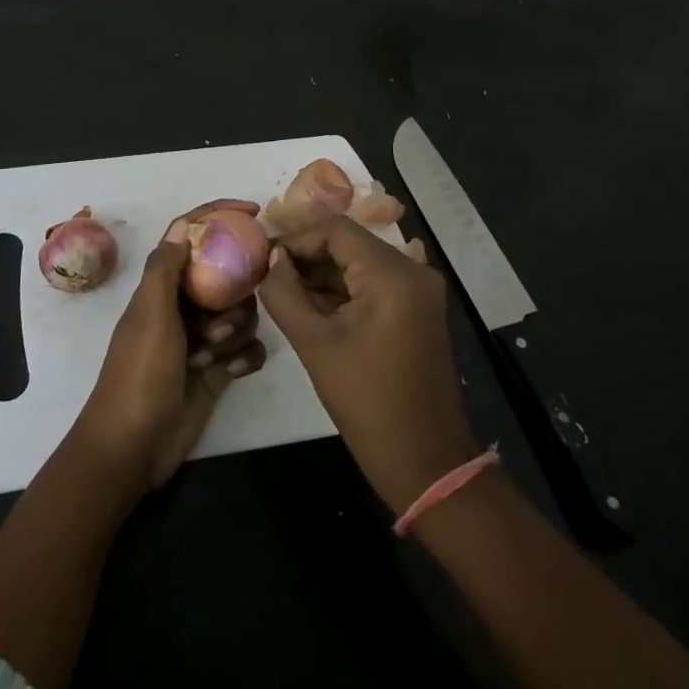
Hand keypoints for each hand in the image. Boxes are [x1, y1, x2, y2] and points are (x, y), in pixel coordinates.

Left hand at [75, 199, 268, 494]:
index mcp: (161, 288)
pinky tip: (231, 373)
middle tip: (219, 321)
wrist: (133, 448)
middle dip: (234, 295)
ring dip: (234, 333)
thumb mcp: (150, 315)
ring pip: (240, 315)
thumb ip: (166, 268)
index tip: (254, 212)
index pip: (190, 237)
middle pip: (226, 278)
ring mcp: (200, 340)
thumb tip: (186, 224)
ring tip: (213, 355)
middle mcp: (182, 308)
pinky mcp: (216, 370)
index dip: (218, 216)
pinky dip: (244, 359)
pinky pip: (247, 350)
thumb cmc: (139, 375)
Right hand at [259, 215, 479, 512]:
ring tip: (283, 292)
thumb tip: (271, 260)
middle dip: (307, 256)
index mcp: (393, 273)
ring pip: (360, 263)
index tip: (264, 260)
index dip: (296, 240)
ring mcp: (419, 291)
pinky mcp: (418, 310)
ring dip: (323, 274)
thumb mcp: (315, 343)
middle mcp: (413, 270)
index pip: (336, 229)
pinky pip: (374, 284)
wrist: (424, 459)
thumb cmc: (366, 400)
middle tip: (268, 275)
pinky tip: (312, 307)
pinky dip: (344, 290)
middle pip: (350, 243)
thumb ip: (284, 293)